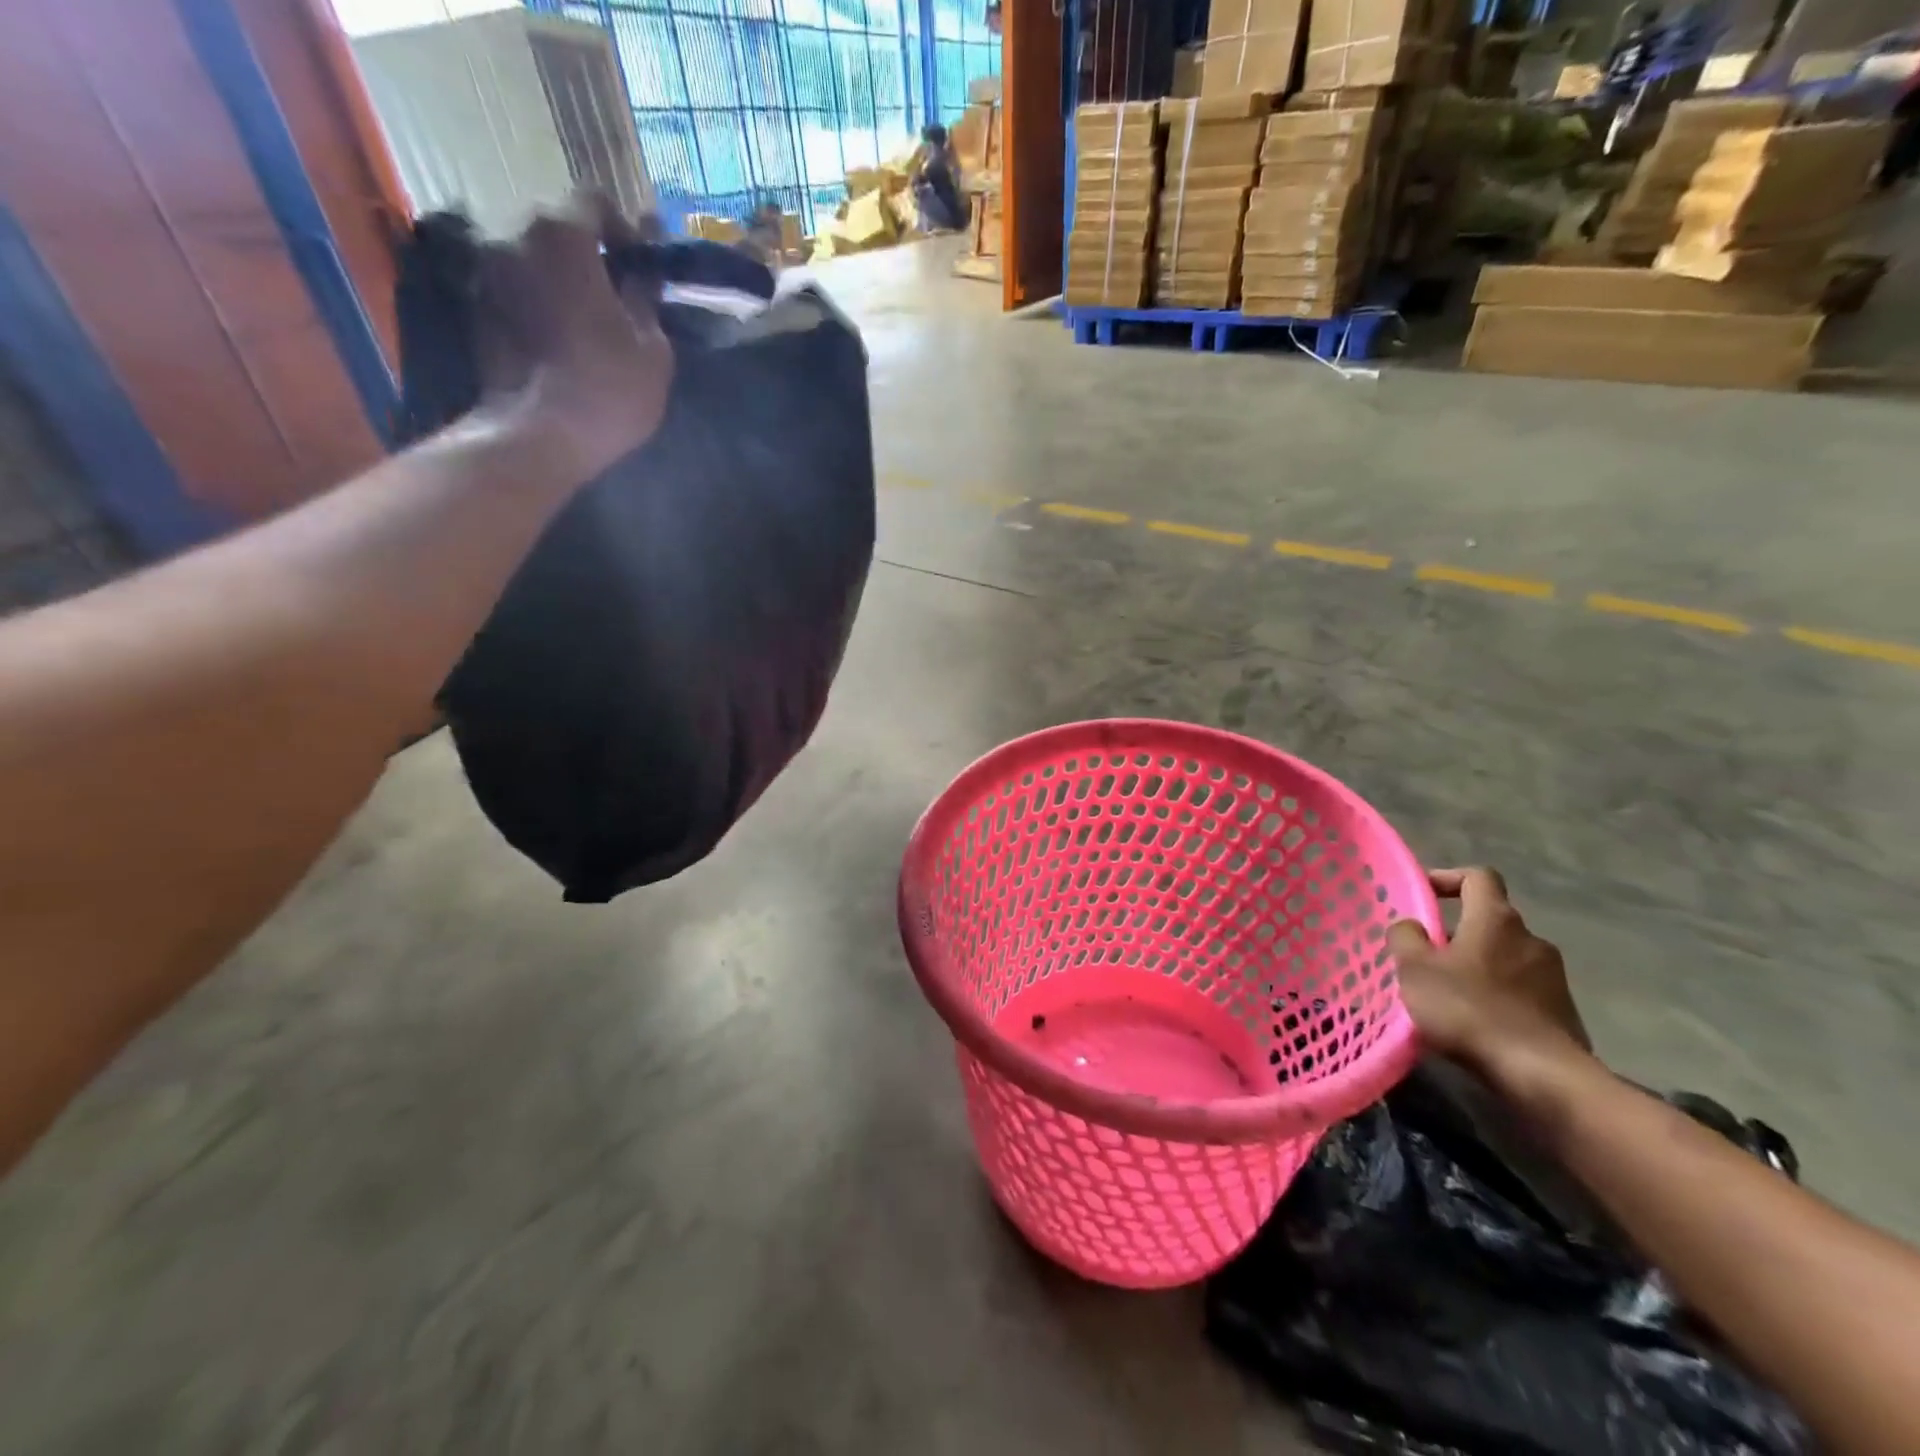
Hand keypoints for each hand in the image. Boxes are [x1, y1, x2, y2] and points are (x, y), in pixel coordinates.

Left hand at [473, 192, 674, 479]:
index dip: (625, 230)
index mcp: (562, 235)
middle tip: (618, 298)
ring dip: (561, 278)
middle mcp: (513, 235)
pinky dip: (538, 300)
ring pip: (533, 257)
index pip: (595, 201)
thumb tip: (645, 269)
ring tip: (588, 321)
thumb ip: (645, 295)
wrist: (536, 436)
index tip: (641, 269)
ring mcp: (486, 270)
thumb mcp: (651, 347)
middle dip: (589, 254)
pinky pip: (516, 286)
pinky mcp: (475, 306)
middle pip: (558, 227)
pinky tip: (560, 337)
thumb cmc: (607, 389)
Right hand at [1389, 868, 1590, 1075]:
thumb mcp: (1415, 969)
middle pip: (1489, 919)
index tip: (1422, 895)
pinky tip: (1475, 1020)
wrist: (1543, 1076)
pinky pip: (1521, 989)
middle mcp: (1531, 938)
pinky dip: (1496, 994)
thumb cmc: (1470, 1010)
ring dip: (1476, 964)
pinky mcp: (1563, 1011)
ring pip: (1504, 956)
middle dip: (1456, 931)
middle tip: (1425, 954)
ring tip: (1447, 992)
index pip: (1478, 877)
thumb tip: (1412, 926)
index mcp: (1496, 919)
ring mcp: (1553, 976)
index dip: (1448, 878)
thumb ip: (1406, 937)